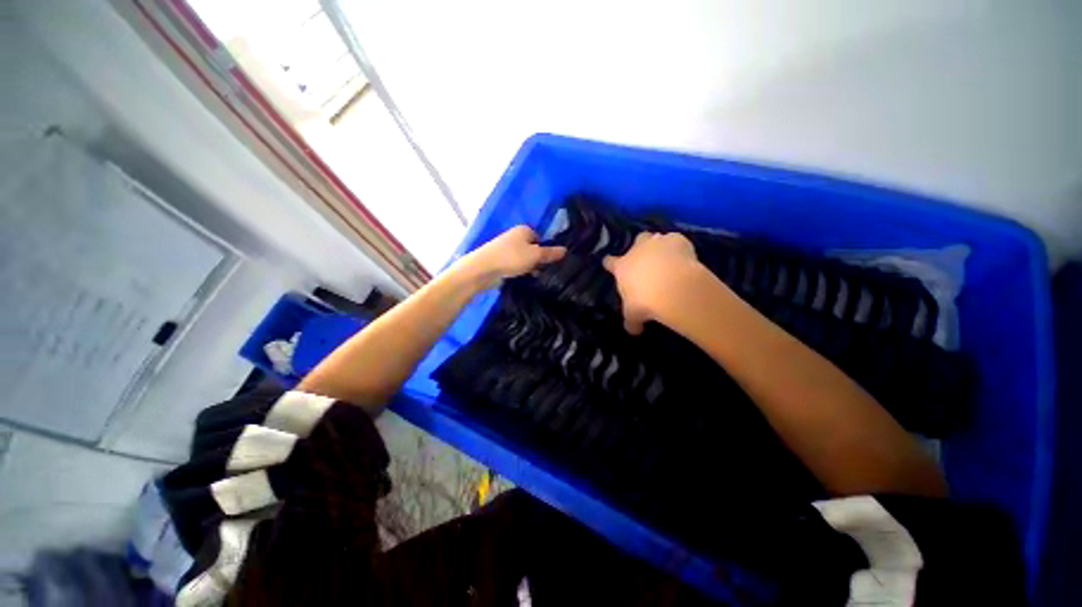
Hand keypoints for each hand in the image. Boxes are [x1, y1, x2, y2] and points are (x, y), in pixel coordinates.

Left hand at [456, 225, 566, 287]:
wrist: (483, 269)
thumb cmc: (512, 257)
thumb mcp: (535, 255)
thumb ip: (550, 253)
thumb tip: (566, 250)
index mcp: (524, 230)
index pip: (540, 238)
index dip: (546, 250)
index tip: (550, 262)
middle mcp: (515, 237)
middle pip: (533, 249)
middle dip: (538, 260)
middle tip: (545, 272)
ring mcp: (507, 249)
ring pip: (525, 259)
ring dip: (530, 268)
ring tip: (536, 278)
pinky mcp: (501, 261)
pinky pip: (516, 266)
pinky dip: (520, 272)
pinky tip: (524, 280)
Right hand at [603, 232, 702, 334]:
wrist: (672, 287)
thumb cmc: (645, 301)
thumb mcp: (634, 314)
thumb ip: (632, 321)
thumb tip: (633, 331)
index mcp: (622, 267)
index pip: (610, 262)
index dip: (610, 264)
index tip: (609, 265)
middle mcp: (637, 250)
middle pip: (636, 241)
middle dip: (640, 247)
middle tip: (647, 259)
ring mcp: (657, 242)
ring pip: (656, 237)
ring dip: (660, 246)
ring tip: (668, 258)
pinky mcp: (677, 240)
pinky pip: (677, 240)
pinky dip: (680, 248)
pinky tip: (685, 258)